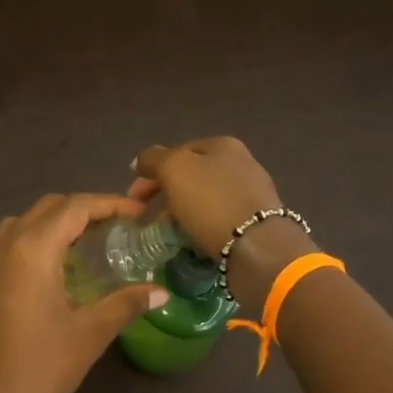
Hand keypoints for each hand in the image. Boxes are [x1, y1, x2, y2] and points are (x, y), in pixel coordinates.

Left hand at [0, 194, 169, 392]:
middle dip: (87, 209)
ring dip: (60, 222)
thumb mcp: (90, 333)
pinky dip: (40, 239)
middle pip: (50, 207)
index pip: (75, 207)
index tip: (140, 214)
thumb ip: (126, 303)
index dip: (110, 204)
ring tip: (92, 243)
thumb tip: (162, 292)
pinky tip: (62, 267)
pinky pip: (14, 241)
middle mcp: (7, 244)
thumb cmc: (40, 368)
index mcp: (32, 248)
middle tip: (121, 228)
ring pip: (28, 221)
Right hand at [129, 137, 284, 250]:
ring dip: (182, 213)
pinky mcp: (256, 222)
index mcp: (223, 145)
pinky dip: (201, 227)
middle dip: (166, 194)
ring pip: (204, 199)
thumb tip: (141, 160)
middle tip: (147, 216)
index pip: (177, 151)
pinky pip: (219, 219)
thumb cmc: (212, 202)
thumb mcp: (174, 169)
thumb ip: (153, 158)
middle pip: (191, 176)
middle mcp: (241, 163)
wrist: (258, 247)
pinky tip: (193, 241)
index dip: (151, 172)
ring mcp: (251, 193)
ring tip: (167, 233)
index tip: (134, 197)